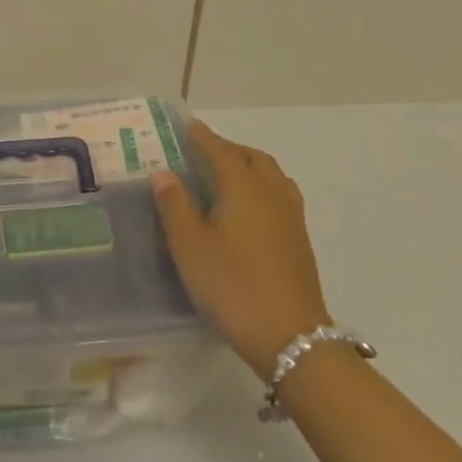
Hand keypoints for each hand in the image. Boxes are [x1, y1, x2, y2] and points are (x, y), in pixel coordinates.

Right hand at [152, 122, 329, 380]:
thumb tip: (163, 173)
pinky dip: (260, 186)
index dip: (200, 136)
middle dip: (225, 148)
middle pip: (249, 157)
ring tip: (223, 175)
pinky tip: (247, 208)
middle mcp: (270, 191)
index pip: (218, 149)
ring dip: (246, 165)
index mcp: (242, 186)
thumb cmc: (232, 285)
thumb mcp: (189, 246)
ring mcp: (290, 215)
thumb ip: (174, 205)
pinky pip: (279, 194)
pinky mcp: (298, 238)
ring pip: (269, 174)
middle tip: (199, 151)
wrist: (291, 337)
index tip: (184, 125)